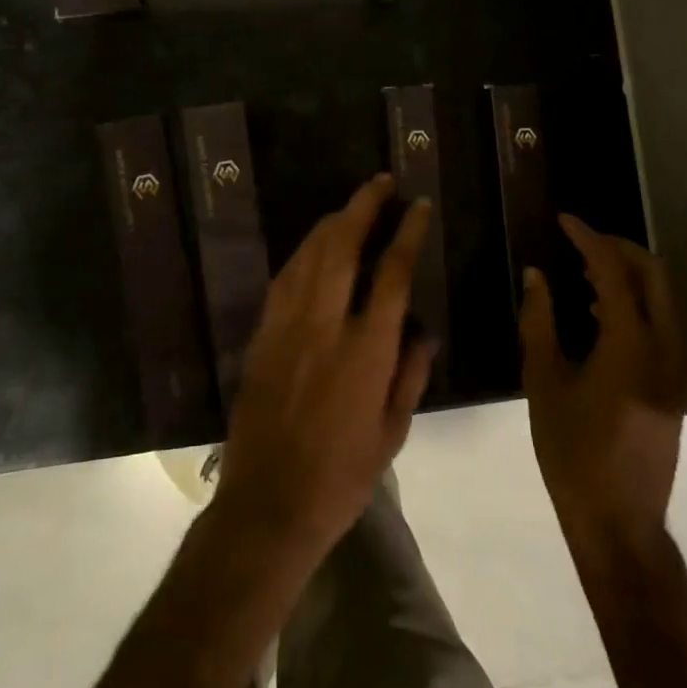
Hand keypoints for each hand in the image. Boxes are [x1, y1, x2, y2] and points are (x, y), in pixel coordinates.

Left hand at [213, 174, 436, 566]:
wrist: (268, 505)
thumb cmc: (341, 477)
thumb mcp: (392, 433)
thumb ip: (410, 374)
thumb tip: (423, 331)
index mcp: (367, 350)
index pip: (392, 273)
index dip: (407, 232)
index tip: (418, 206)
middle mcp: (326, 325)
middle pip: (344, 247)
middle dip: (363, 206)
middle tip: (380, 182)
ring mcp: (288, 327)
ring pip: (309, 255)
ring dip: (331, 222)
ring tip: (351, 204)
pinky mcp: (262, 336)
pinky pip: (284, 279)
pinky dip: (302, 253)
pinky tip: (313, 246)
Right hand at [520, 216, 686, 567]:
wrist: (619, 520)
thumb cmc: (572, 452)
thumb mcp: (544, 382)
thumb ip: (539, 322)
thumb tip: (536, 275)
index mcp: (631, 345)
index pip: (613, 270)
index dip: (588, 238)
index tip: (563, 220)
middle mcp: (665, 348)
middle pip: (653, 274)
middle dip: (618, 248)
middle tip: (579, 241)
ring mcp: (678, 367)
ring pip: (663, 297)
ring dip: (628, 274)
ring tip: (583, 271)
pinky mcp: (677, 384)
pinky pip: (663, 322)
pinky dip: (636, 301)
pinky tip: (598, 312)